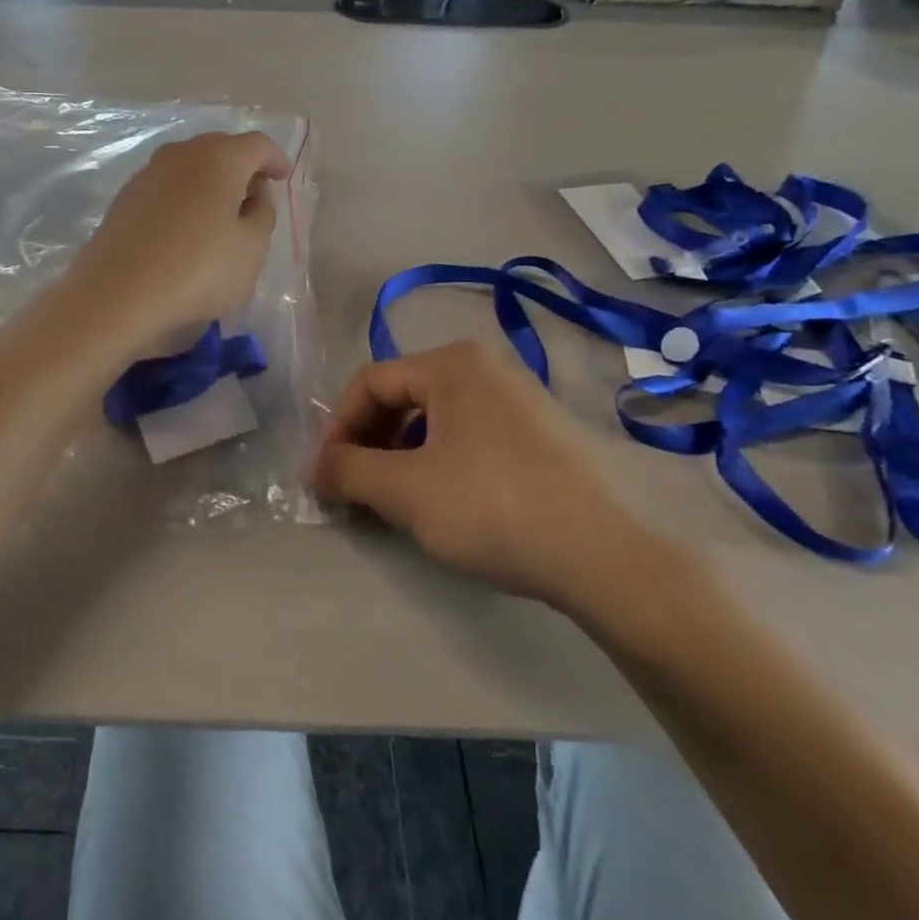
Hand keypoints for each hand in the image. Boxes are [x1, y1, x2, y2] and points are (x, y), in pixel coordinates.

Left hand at [67, 131, 292, 348]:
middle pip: (220, 149)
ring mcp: (147, 173)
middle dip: (242, 167)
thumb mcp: (251, 249)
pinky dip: (184, 196)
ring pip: (190, 166)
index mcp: (219, 158)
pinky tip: (187, 227)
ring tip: (221, 213)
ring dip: (211, 182)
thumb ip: (262, 214)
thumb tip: (254, 194)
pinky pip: (167, 186)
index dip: (275, 159)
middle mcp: (181, 154)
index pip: (257, 145)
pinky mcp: (125, 197)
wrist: (117, 294)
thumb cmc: (197, 271)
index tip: (283, 177)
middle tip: (255, 195)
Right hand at [311, 341, 672, 617]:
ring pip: (433, 419)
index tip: (325, 475)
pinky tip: (440, 501)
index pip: (369, 382)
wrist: (603, 556)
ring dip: (399, 455)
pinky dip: (436, 461)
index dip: (337, 428)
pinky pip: (467, 435)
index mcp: (451, 363)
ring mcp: (517, 398)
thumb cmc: (491, 507)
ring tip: (392, 500)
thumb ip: (346, 471)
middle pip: (402, 397)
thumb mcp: (403, 490)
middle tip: (354, 490)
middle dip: (368, 443)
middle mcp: (484, 367)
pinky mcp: (538, 433)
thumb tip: (314, 469)